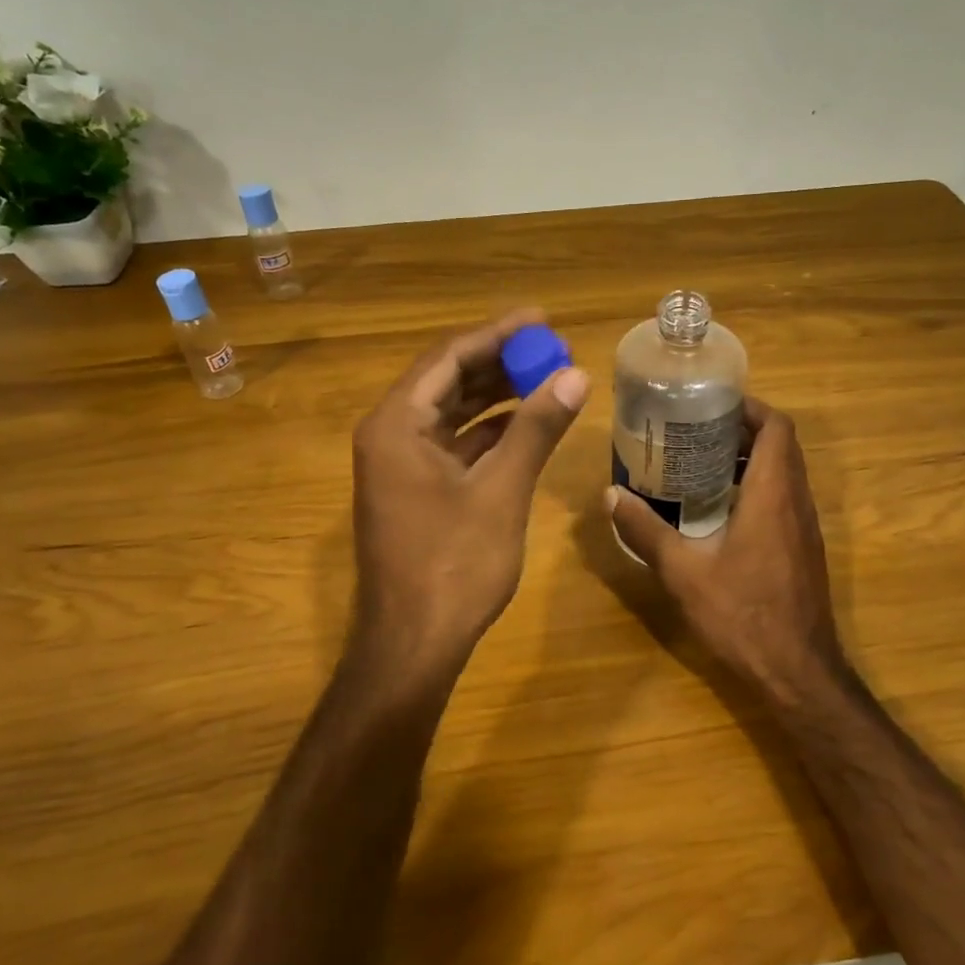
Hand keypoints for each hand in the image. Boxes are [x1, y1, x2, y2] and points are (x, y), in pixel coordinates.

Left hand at [350, 309, 589, 679]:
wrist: (414, 645)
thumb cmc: (453, 565)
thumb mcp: (501, 491)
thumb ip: (535, 429)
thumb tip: (575, 375)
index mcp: (396, 424)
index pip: (449, 357)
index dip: (497, 334)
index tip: (541, 319)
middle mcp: (389, 435)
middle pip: (447, 380)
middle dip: (499, 363)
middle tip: (550, 348)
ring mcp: (399, 466)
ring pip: (451, 413)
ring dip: (496, 396)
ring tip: (546, 379)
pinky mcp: (414, 491)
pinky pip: (454, 445)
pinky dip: (489, 433)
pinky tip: (526, 426)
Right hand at [607, 399, 844, 706]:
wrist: (797, 671)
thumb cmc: (742, 614)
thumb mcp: (683, 572)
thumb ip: (646, 531)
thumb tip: (611, 496)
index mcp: (773, 494)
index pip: (777, 427)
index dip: (749, 407)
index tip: (710, 404)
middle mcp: (796, 502)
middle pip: (780, 446)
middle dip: (740, 430)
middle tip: (693, 432)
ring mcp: (805, 528)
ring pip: (783, 474)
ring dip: (748, 461)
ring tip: (698, 465)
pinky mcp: (803, 550)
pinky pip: (783, 500)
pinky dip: (755, 489)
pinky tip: (716, 512)